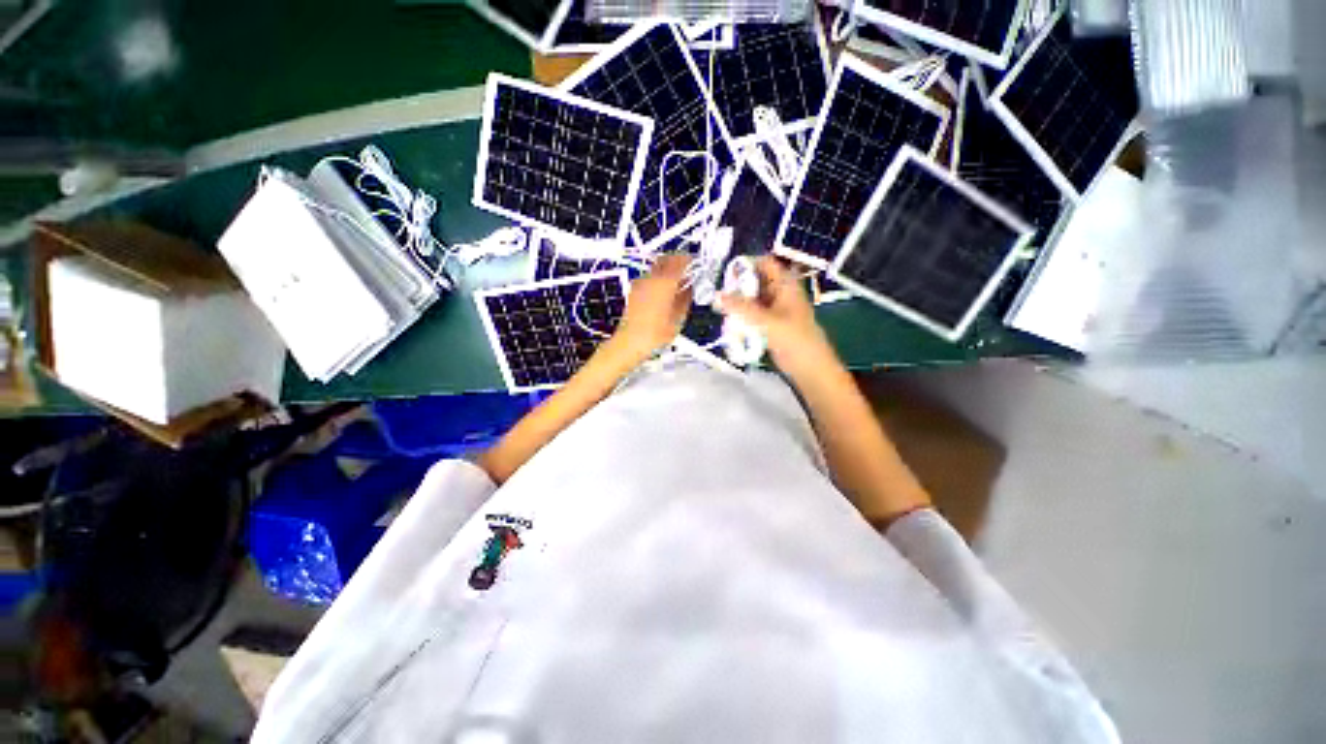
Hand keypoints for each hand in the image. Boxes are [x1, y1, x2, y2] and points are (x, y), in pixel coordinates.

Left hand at [613, 253, 691, 359]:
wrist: (631, 341)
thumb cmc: (657, 332)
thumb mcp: (678, 318)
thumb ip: (686, 298)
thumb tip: (690, 288)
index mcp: (665, 282)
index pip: (680, 261)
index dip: (690, 260)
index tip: (696, 264)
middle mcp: (651, 278)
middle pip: (666, 259)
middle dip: (678, 262)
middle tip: (688, 271)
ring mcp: (640, 283)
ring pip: (656, 267)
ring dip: (668, 270)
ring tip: (677, 283)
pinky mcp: (634, 290)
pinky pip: (649, 277)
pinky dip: (659, 279)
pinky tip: (664, 292)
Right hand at [716, 256, 836, 376]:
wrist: (810, 368)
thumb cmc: (794, 340)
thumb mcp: (765, 321)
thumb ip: (740, 308)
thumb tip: (716, 296)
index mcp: (785, 285)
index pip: (765, 264)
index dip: (746, 265)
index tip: (726, 276)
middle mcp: (780, 294)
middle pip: (756, 282)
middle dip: (738, 288)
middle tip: (720, 297)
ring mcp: (776, 310)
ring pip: (752, 300)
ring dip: (738, 305)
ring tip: (723, 312)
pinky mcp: (771, 325)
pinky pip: (753, 316)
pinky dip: (743, 319)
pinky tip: (732, 326)